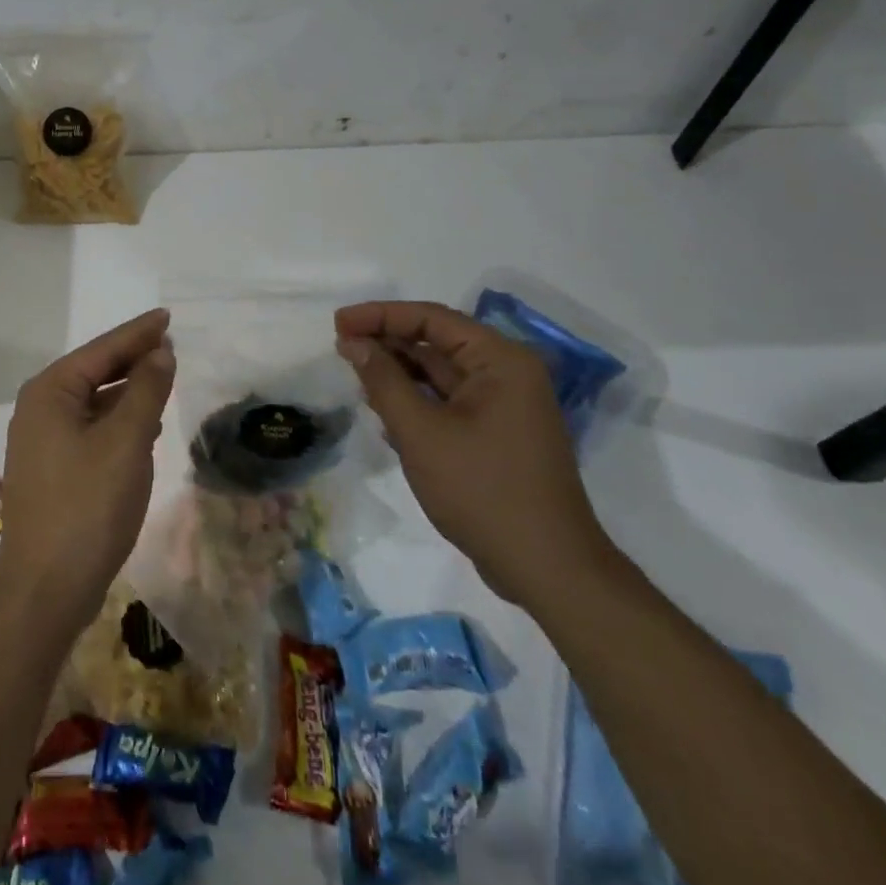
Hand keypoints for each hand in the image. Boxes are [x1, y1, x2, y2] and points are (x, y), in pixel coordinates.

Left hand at [0, 308, 176, 636]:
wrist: (46, 589)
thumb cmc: (88, 506)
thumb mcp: (126, 442)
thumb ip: (146, 390)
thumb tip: (160, 352)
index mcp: (50, 391)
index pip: (102, 350)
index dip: (138, 333)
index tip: (167, 316)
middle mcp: (39, 408)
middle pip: (94, 371)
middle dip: (132, 359)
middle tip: (171, 346)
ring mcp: (41, 440)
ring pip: (93, 401)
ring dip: (128, 391)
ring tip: (163, 380)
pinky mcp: (51, 469)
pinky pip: (90, 428)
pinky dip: (118, 421)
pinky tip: (145, 427)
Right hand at [335, 300, 615, 606]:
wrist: (547, 569)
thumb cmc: (482, 490)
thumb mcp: (421, 432)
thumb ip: (383, 380)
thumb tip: (353, 342)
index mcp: (500, 360)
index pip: (431, 319)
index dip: (380, 315)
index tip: (338, 323)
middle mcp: (507, 374)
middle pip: (437, 342)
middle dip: (387, 342)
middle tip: (340, 346)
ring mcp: (504, 406)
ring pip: (440, 373)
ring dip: (398, 372)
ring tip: (353, 373)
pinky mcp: (497, 434)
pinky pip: (448, 401)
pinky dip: (415, 399)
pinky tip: (382, 409)